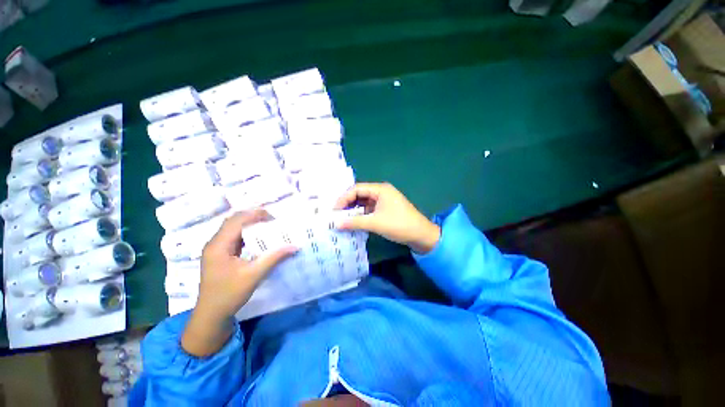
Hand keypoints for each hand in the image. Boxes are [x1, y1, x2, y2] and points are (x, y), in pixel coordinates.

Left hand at [181, 210, 296, 356]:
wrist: (211, 315)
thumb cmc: (229, 294)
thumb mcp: (254, 275)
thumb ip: (274, 258)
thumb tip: (294, 246)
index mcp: (219, 245)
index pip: (237, 220)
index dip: (255, 215)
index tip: (274, 218)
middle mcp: (215, 243)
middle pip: (234, 221)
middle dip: (253, 217)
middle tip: (273, 221)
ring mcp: (216, 248)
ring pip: (233, 228)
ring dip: (250, 224)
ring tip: (268, 226)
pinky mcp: (220, 254)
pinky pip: (234, 237)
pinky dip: (247, 233)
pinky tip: (259, 239)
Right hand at [334, 183, 440, 253]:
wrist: (421, 235)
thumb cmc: (399, 225)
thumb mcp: (375, 223)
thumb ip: (354, 222)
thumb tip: (335, 223)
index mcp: (380, 189)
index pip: (356, 189)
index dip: (343, 198)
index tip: (334, 210)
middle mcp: (382, 192)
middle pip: (360, 194)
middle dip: (348, 204)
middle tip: (336, 215)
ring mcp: (384, 201)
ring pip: (364, 203)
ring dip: (354, 210)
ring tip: (342, 219)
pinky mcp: (386, 209)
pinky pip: (370, 209)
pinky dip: (362, 215)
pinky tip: (354, 222)